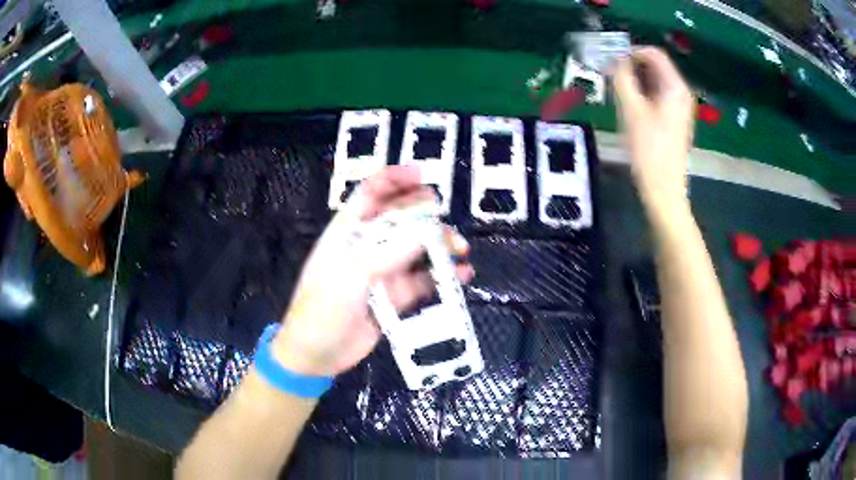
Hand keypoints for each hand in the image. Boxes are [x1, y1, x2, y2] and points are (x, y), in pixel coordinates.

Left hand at [271, 166, 474, 376]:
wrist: (317, 354)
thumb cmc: (322, 308)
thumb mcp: (351, 275)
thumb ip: (389, 252)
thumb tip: (428, 231)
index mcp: (348, 231)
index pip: (370, 194)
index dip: (393, 179)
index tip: (420, 174)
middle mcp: (368, 246)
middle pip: (400, 218)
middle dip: (424, 213)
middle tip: (443, 218)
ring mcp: (384, 271)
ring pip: (417, 249)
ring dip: (440, 245)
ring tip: (460, 249)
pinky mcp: (395, 296)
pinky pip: (423, 281)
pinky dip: (443, 277)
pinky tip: (461, 275)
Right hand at [612, 47, 694, 213]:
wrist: (663, 188)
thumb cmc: (649, 149)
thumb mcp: (631, 110)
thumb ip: (621, 78)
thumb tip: (614, 59)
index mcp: (675, 87)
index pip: (654, 54)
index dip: (630, 52)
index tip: (611, 61)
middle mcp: (681, 93)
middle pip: (655, 66)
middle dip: (632, 67)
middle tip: (611, 77)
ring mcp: (679, 107)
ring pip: (655, 81)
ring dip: (635, 81)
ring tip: (617, 91)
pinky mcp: (675, 119)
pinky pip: (658, 96)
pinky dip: (643, 94)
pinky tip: (630, 106)